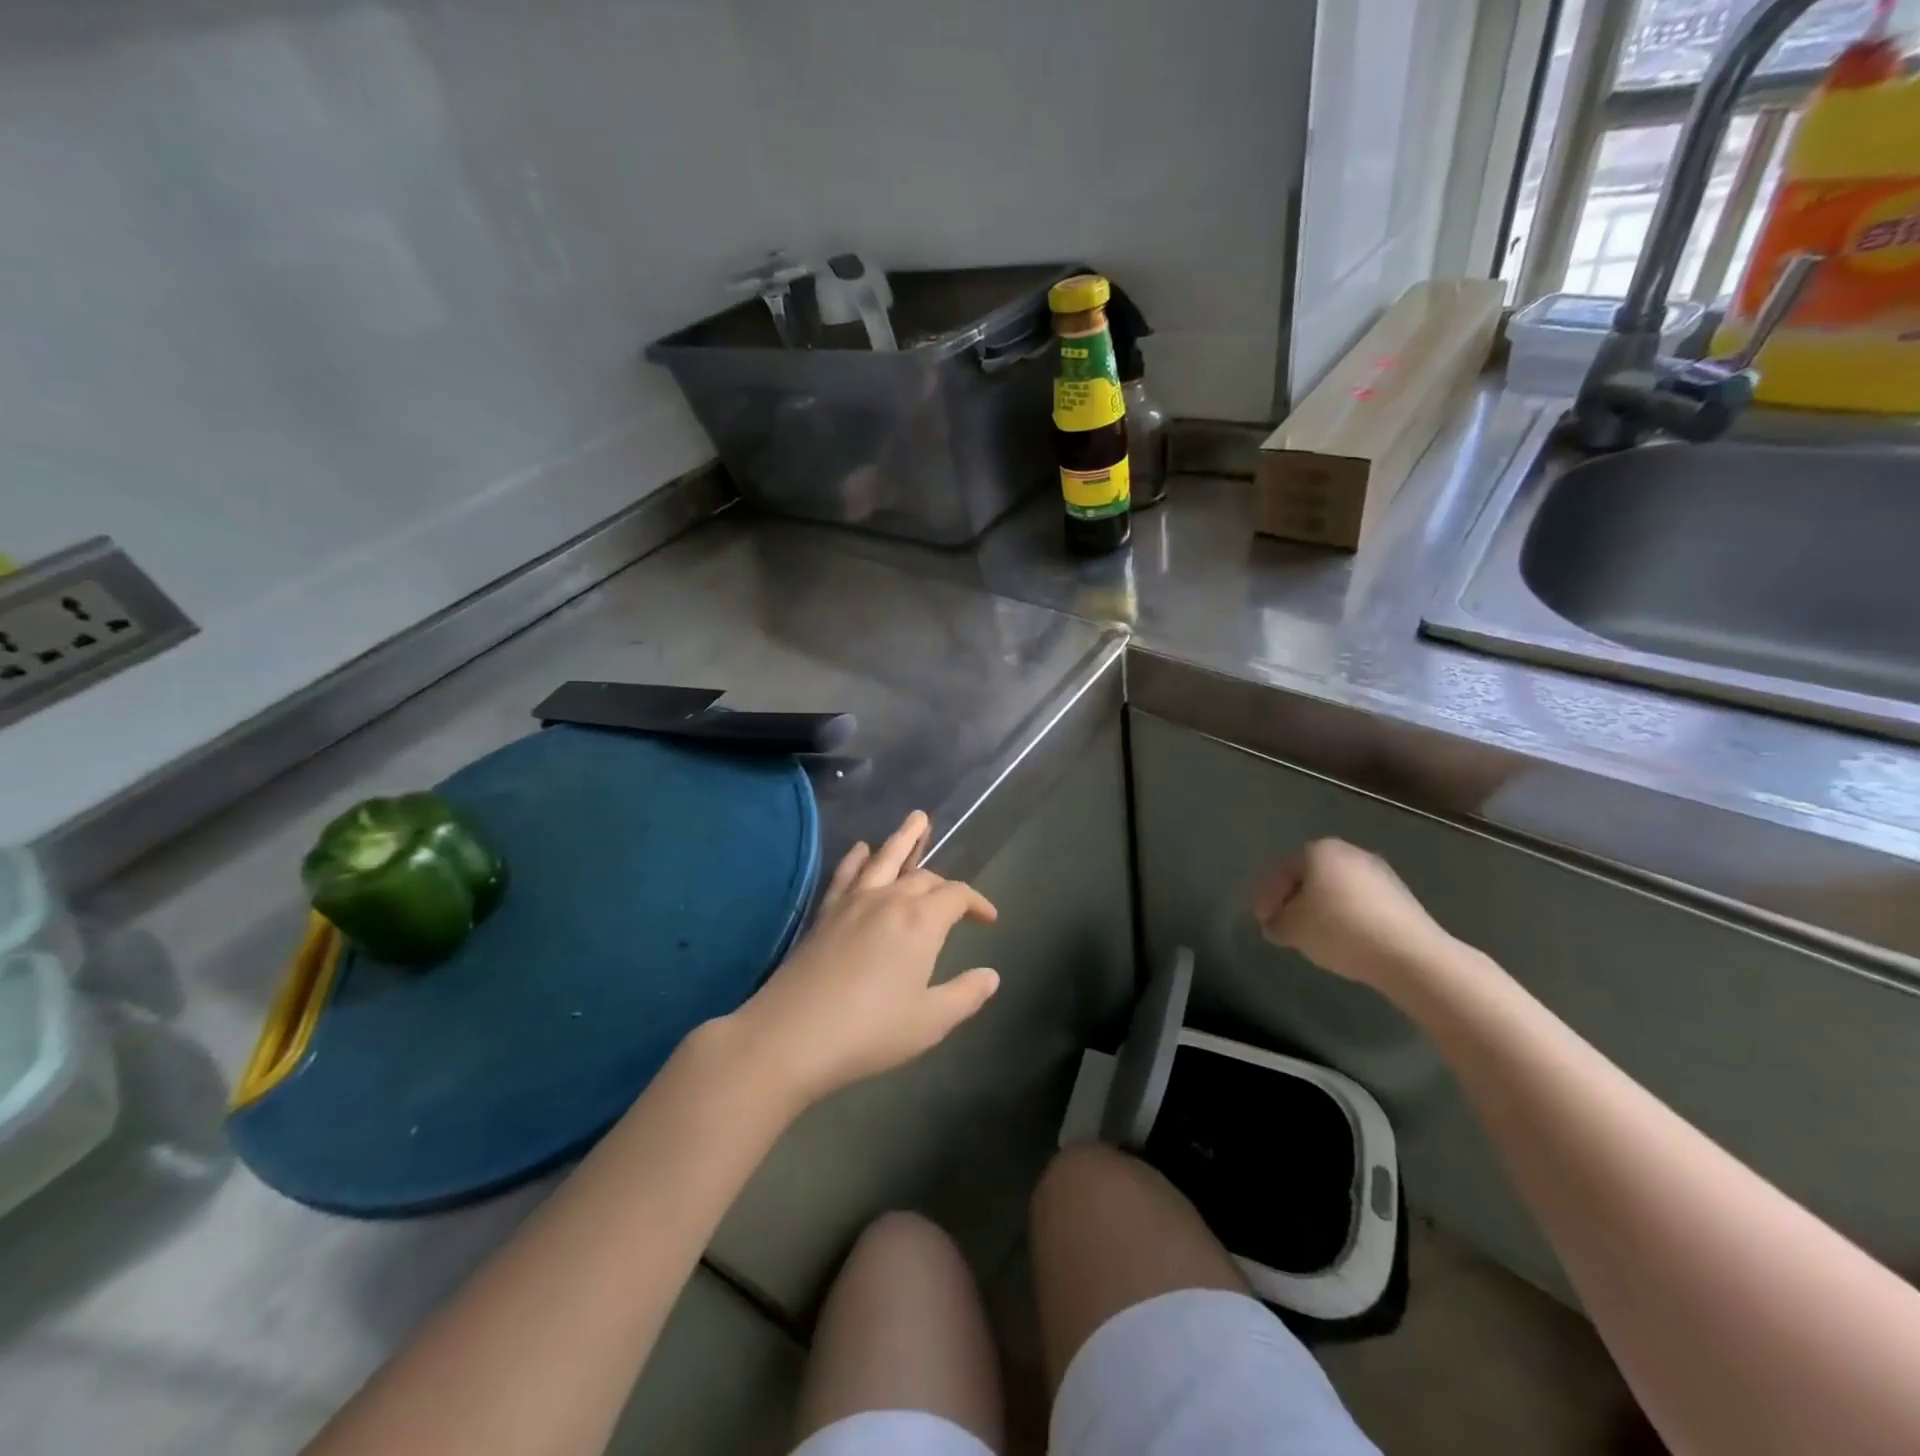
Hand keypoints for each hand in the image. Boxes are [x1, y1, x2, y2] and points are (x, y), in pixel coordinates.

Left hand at [728, 811, 999, 1107]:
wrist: (792, 1036)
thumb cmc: (870, 1031)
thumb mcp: (929, 1022)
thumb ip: (965, 995)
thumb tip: (991, 976)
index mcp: (921, 921)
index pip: (957, 896)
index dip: (977, 903)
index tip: (989, 920)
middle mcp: (889, 900)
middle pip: (924, 877)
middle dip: (945, 883)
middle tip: (956, 896)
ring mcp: (853, 902)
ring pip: (884, 859)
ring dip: (904, 838)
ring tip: (917, 818)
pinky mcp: (825, 913)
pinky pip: (845, 874)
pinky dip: (857, 858)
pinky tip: (860, 849)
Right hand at [1253, 839, 1450, 988]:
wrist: (1410, 954)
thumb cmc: (1340, 930)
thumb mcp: (1292, 929)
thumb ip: (1275, 923)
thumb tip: (1276, 924)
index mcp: (1318, 850)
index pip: (1280, 873)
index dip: (1265, 899)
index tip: (1263, 924)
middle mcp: (1348, 852)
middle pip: (1308, 878)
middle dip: (1293, 902)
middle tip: (1284, 929)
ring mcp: (1378, 872)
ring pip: (1334, 890)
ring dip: (1319, 910)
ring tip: (1313, 938)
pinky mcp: (1399, 895)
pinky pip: (1358, 903)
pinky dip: (1345, 917)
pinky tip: (1343, 939)